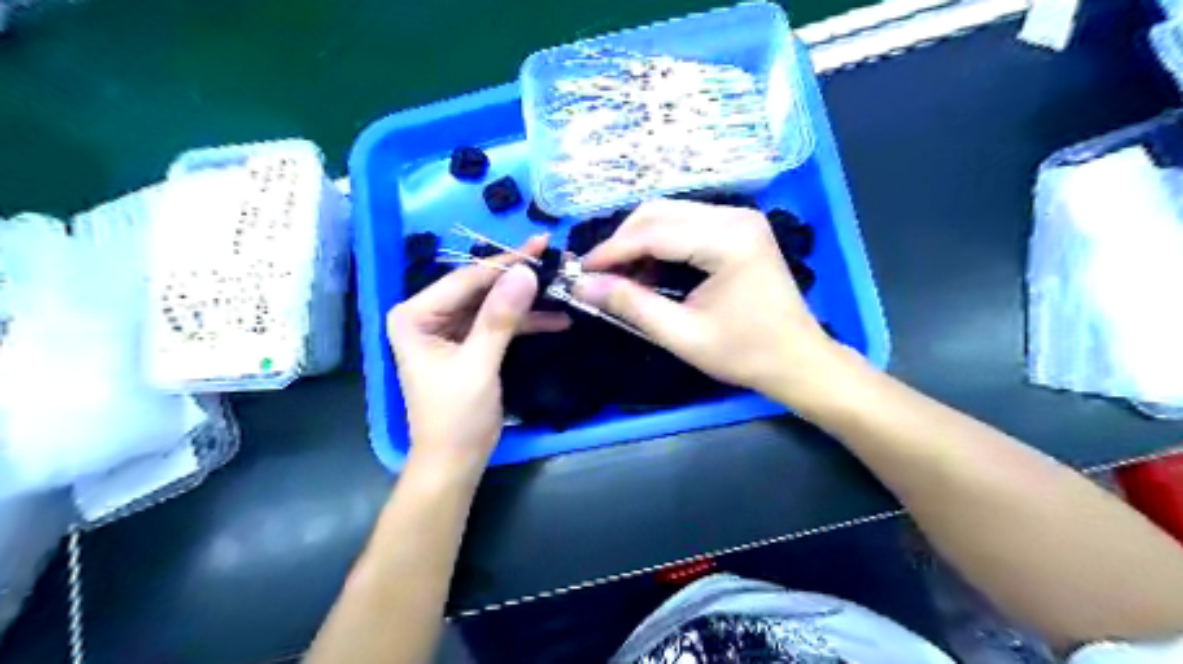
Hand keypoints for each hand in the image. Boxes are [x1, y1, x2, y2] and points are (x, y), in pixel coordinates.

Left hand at [388, 237, 566, 482]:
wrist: (455, 462)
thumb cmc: (456, 417)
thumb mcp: (478, 365)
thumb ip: (500, 318)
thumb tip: (526, 272)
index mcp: (415, 316)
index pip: (465, 280)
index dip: (505, 262)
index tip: (541, 243)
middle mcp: (428, 316)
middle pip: (479, 288)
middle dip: (518, 279)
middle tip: (555, 260)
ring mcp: (449, 330)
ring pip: (492, 304)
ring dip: (526, 301)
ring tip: (561, 288)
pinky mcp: (468, 344)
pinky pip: (498, 324)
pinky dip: (525, 323)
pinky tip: (556, 319)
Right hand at [577, 197, 846, 403]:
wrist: (797, 359)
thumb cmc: (744, 353)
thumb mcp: (682, 335)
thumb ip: (631, 305)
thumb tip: (583, 286)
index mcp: (727, 240)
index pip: (654, 232)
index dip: (612, 251)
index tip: (580, 272)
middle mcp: (735, 216)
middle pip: (659, 212)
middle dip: (623, 242)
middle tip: (599, 276)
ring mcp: (740, 218)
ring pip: (670, 214)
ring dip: (640, 242)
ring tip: (622, 278)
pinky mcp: (740, 227)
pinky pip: (687, 224)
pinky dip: (661, 243)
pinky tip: (651, 272)